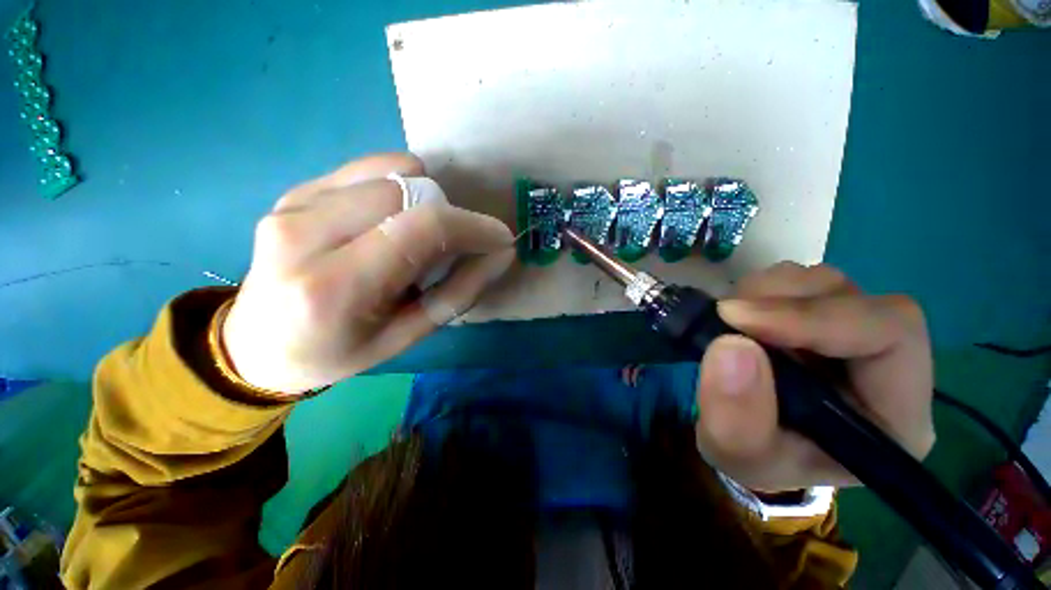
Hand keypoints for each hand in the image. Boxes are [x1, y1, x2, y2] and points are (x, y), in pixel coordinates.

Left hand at [222, 154, 514, 393]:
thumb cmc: (340, 350)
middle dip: (449, 217)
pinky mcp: (295, 190)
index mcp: (335, 287)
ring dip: (425, 200)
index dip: (471, 226)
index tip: (499, 238)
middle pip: (408, 193)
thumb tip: (501, 253)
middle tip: (451, 248)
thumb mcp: (409, 334)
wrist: (260, 343)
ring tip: (416, 237)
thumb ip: (460, 292)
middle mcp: (305, 234)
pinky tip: (391, 219)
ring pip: (392, 173)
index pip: (420, 230)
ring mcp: (294, 204)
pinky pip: (369, 168)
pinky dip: (399, 186)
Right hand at [694, 262, 933, 491]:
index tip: (739, 319)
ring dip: (767, 292)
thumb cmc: (756, 457)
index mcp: (895, 415)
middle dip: (783, 300)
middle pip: (856, 299)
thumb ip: (735, 417)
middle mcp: (887, 365)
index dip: (817, 318)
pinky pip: (798, 282)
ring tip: (729, 320)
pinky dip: (760, 290)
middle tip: (725, 315)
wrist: (750, 440)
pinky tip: (739, 316)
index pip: (891, 336)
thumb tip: (731, 346)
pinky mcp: (823, 317)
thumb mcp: (736, 454)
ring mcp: (854, 333)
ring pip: (825, 283)